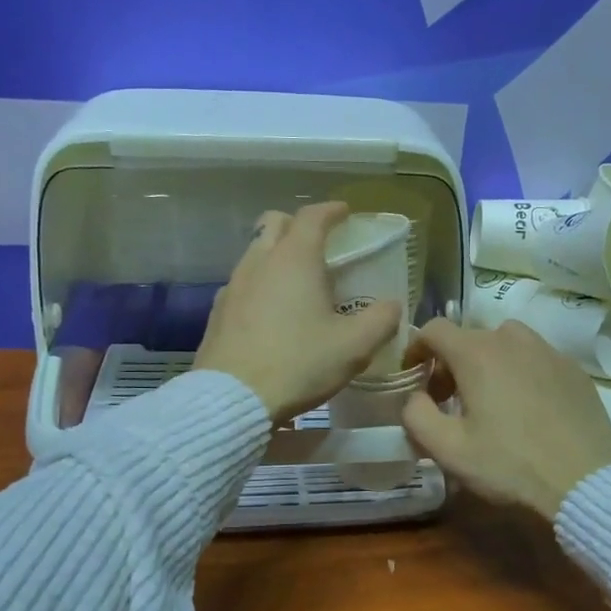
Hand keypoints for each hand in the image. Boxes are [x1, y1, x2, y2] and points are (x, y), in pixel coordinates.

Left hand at [193, 202, 403, 423]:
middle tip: (320, 244)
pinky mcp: (217, 312)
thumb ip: (381, 320)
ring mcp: (233, 285)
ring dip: (277, 255)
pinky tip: (272, 312)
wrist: (231, 399)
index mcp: (295, 259)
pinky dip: (260, 283)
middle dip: (298, 225)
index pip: (313, 217)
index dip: (332, 211)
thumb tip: (393, 305)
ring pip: (255, 252)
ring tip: (298, 281)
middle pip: (275, 223)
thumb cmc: (298, 364)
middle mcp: (260, 261)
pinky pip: (243, 283)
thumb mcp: (354, 346)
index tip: (345, 213)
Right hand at [402, 318, 610, 519]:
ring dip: (488, 362)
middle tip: (448, 400)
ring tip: (490, 398)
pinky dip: (521, 372)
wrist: (584, 482)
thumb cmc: (509, 465)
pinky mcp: (574, 370)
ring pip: (506, 342)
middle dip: (450, 363)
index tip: (413, 376)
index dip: (416, 348)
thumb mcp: (448, 449)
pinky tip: (528, 407)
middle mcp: (512, 340)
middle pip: (470, 337)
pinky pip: (537, 358)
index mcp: (476, 353)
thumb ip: (416, 415)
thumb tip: (414, 397)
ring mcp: (548, 351)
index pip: (434, 329)